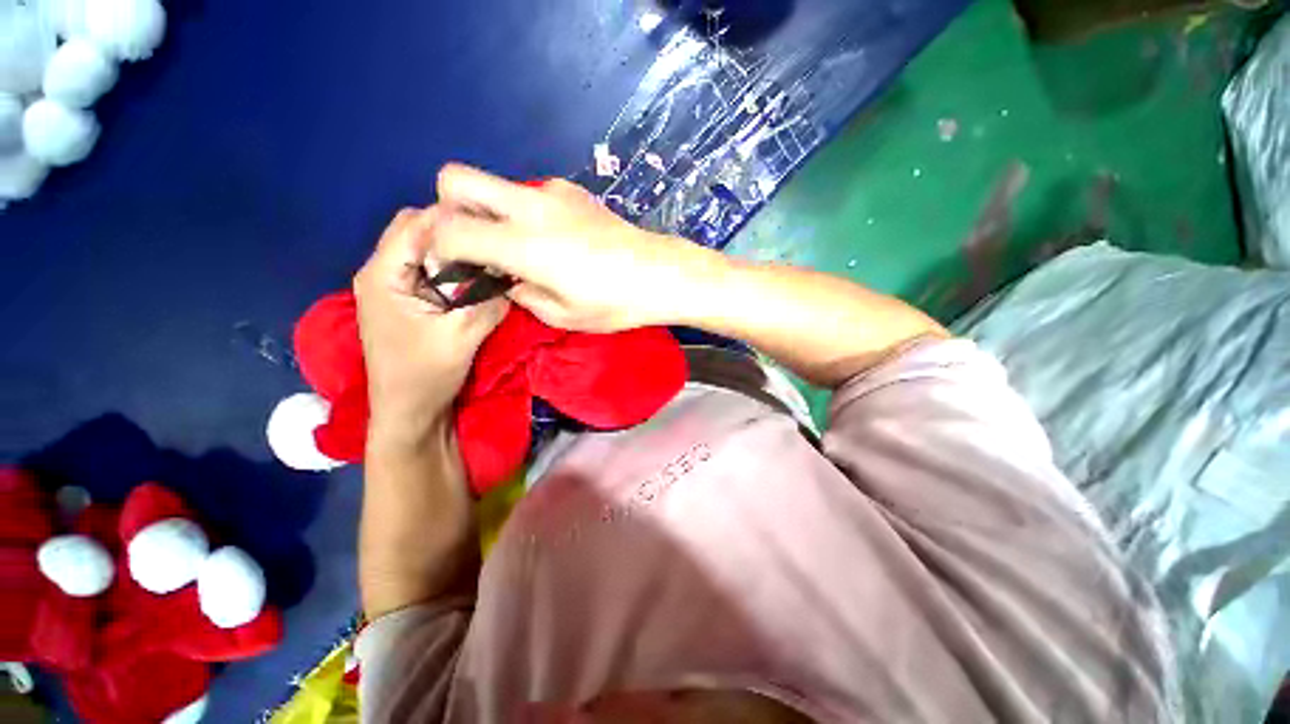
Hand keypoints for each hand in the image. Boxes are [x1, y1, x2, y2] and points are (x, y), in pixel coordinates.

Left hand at [353, 208, 508, 441]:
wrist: (409, 412)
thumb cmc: (425, 374)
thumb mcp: (462, 336)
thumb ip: (487, 301)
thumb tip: (513, 275)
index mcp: (383, 275)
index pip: (416, 225)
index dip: (455, 220)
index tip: (494, 228)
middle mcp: (382, 272)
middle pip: (418, 231)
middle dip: (456, 233)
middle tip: (493, 245)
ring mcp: (394, 286)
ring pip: (426, 250)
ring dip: (456, 252)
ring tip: (490, 260)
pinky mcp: (408, 300)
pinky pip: (432, 271)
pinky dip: (454, 270)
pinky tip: (477, 280)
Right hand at [429, 163, 721, 331]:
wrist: (660, 274)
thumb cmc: (614, 303)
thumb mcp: (561, 315)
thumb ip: (520, 294)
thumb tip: (505, 279)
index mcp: (523, 244)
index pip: (450, 228)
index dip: (437, 246)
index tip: (450, 265)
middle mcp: (529, 206)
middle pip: (455, 177)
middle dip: (447, 207)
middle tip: (474, 243)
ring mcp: (552, 192)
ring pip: (495, 185)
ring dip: (491, 211)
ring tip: (521, 248)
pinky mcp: (572, 191)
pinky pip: (530, 194)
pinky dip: (525, 213)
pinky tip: (554, 239)